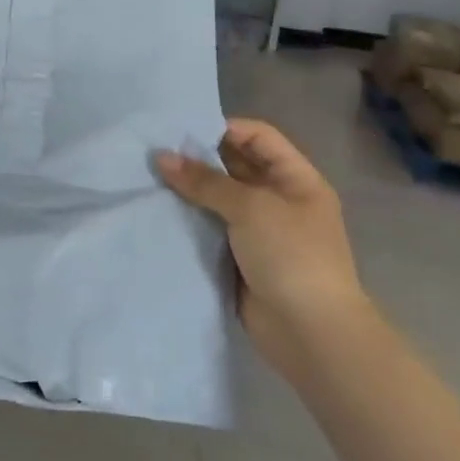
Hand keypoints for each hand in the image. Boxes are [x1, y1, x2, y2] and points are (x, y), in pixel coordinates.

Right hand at [156, 119, 369, 375]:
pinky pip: (210, 228)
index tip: (179, 131)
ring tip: (148, 179)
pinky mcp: (240, 257)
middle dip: (198, 159)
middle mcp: (279, 200)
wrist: (310, 332)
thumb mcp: (250, 208)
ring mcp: (260, 231)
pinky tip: (159, 212)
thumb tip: (161, 157)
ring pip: (219, 199)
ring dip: (189, 190)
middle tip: (154, 153)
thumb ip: (205, 181)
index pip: (258, 137)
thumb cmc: (291, 256)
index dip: (223, 128)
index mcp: (296, 180)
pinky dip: (188, 219)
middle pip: (235, 166)